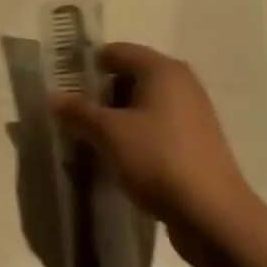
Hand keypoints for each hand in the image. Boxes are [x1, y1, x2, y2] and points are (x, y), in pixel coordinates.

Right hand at [50, 43, 253, 242]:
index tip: (64, 88)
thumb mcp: (109, 134)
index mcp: (162, 69)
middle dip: (101, 94)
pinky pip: (157, 126)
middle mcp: (181, 83)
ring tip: (92, 139)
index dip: (87, 65)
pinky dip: (136, 134)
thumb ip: (78, 112)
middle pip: (131, 76)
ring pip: (144, 104)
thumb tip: (53, 96)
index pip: (116, 51)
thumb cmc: (158, 160)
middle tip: (75, 117)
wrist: (213, 215)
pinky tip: (120, 157)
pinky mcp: (197, 142)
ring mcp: (193, 113)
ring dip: (117, 117)